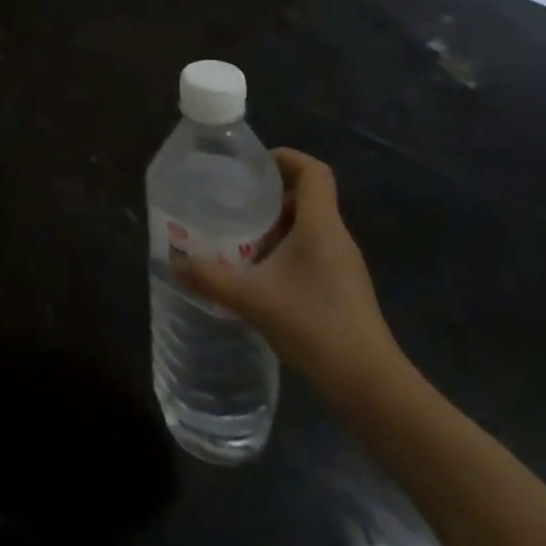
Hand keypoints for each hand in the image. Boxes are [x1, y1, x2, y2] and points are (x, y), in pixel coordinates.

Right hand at [176, 149, 401, 396]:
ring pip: (308, 226)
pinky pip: (312, 251)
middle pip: (307, 197)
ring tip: (238, 236)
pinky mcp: (343, 289)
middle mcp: (336, 237)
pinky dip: (285, 250)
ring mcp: (343, 265)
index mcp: (321, 225)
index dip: (286, 158)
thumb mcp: (252, 299)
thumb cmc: (315, 326)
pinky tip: (260, 274)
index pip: (313, 171)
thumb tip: (174, 262)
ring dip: (275, 225)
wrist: (371, 387)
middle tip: (233, 201)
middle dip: (269, 194)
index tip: (252, 165)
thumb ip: (210, 278)